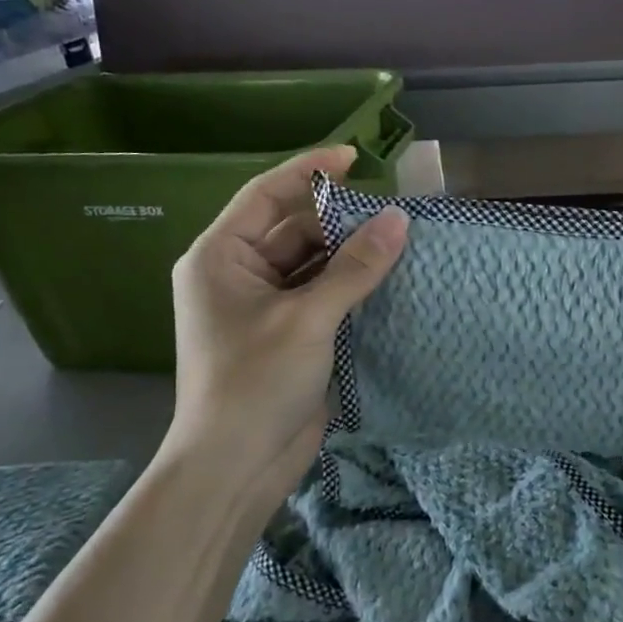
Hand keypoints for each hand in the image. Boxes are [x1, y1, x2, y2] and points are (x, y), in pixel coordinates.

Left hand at [166, 147, 407, 488]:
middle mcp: (239, 275)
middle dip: (341, 220)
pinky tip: (389, 279)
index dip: (309, 170)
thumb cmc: (256, 382)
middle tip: (393, 215)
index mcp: (221, 258)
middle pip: (295, 229)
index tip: (356, 157)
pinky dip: (352, 287)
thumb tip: (399, 219)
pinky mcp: (290, 334)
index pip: (266, 195)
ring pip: (314, 264)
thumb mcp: (308, 318)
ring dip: (351, 256)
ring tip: (401, 242)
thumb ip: (355, 267)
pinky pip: (323, 295)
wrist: (238, 465)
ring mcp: (265, 307)